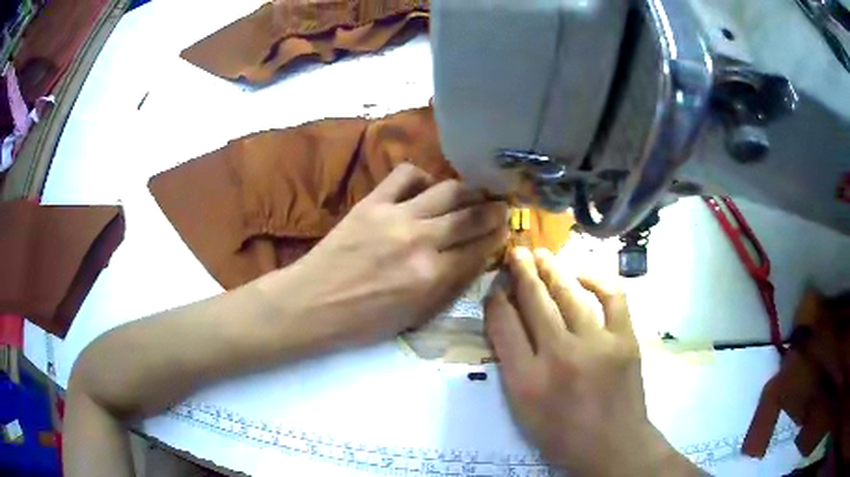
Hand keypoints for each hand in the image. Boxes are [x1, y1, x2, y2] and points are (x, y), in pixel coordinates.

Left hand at [266, 163, 508, 347]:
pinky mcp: (372, 203)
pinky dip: (423, 177)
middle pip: (472, 216)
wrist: (313, 303)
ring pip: (448, 190)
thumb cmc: (363, 321)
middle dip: (494, 210)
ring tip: (473, 194)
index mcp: (432, 278)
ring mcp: (396, 217)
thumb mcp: (414, 317)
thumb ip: (449, 287)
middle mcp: (421, 242)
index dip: (498, 236)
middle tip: (501, 207)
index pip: (480, 248)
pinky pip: (406, 175)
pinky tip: (425, 189)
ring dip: (468, 191)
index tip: (505, 229)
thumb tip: (476, 258)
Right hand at [485, 247, 698, 475]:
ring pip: (569, 294)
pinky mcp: (624, 339)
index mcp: (527, 380)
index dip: (496, 300)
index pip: (503, 325)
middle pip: (535, 302)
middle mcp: (559, 356)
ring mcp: (596, 344)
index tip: (495, 288)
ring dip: (552, 270)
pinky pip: (612, 297)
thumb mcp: (523, 410)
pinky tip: (583, 273)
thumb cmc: (563, 434)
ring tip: (541, 255)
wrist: (613, 445)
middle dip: (521, 273)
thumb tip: (508, 324)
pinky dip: (597, 279)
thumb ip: (512, 367)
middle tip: (516, 252)